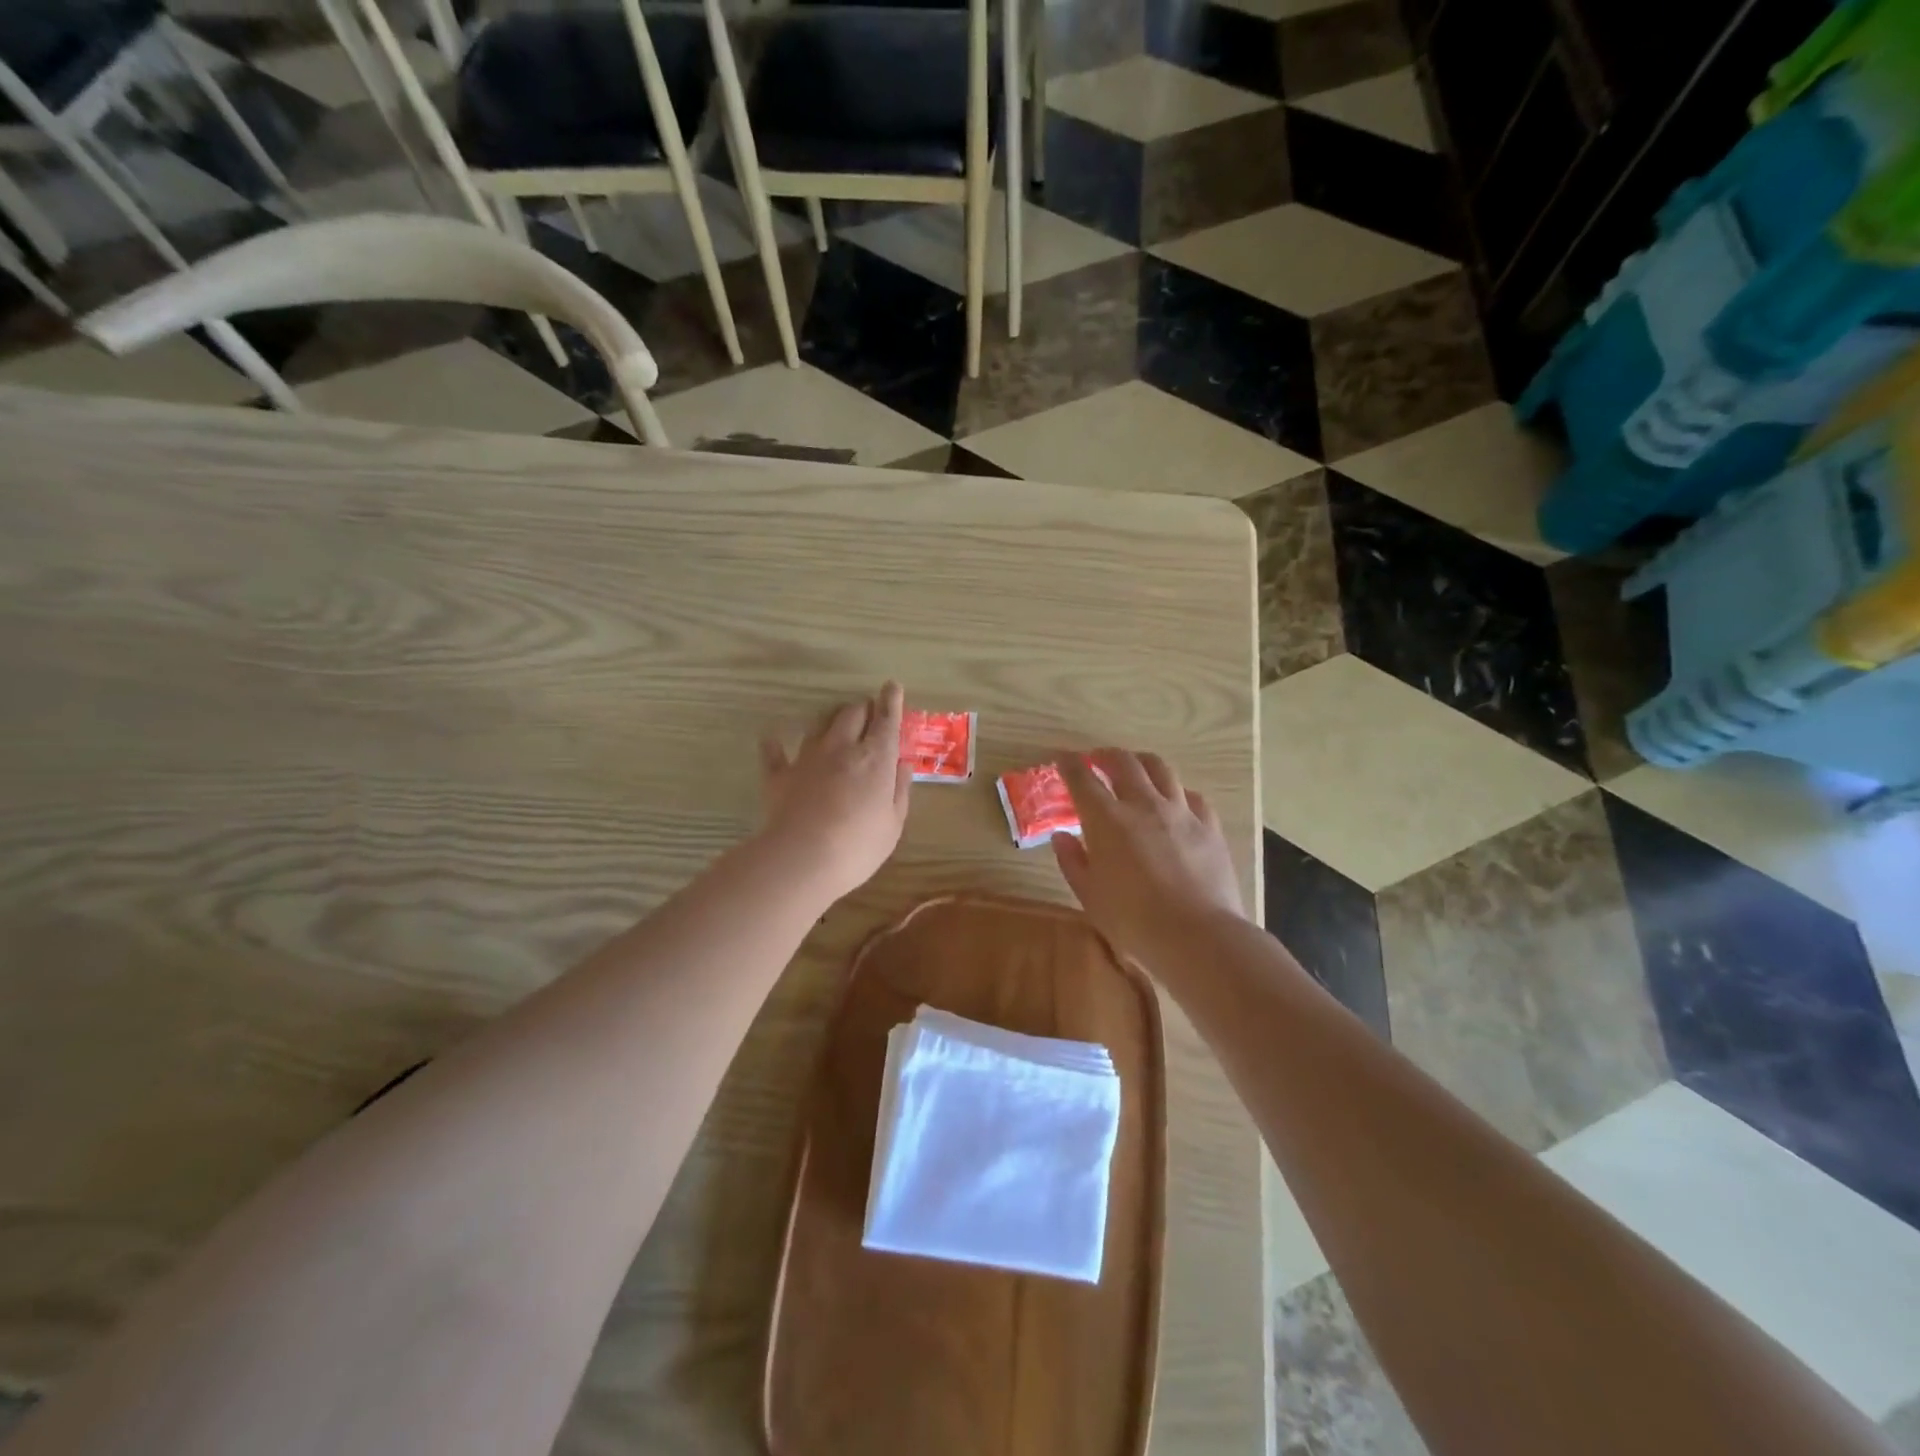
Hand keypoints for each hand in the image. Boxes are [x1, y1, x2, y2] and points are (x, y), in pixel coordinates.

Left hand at [757, 682, 912, 901]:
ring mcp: (808, 758)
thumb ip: (899, 790)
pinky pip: (775, 751)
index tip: (891, 686)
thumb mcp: (893, 823)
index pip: (886, 720)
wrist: (801, 859)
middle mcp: (842, 748)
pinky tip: (772, 738)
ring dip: (830, 720)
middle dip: (863, 709)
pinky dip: (775, 743)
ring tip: (835, 726)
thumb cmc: (858, 846)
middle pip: (852, 713)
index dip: (891, 701)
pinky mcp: (780, 774)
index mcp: (876, 758)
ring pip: (819, 724)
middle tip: (868, 715)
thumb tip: (903, 764)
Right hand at [1052, 749, 1246, 968]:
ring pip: (1160, 768)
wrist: (1197, 936)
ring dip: (1141, 762)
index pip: (1082, 779)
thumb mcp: (1090, 896)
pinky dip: (1177, 791)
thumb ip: (1073, 861)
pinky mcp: (1209, 826)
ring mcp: (1180, 812)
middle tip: (1096, 759)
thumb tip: (1062, 836)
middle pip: (1123, 762)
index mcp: (1107, 820)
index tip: (1062, 757)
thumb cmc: (1133, 921)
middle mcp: (1143, 805)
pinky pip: (1192, 796)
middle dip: (1105, 755)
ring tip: (1135, 767)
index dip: (1069, 764)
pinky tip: (1175, 801)